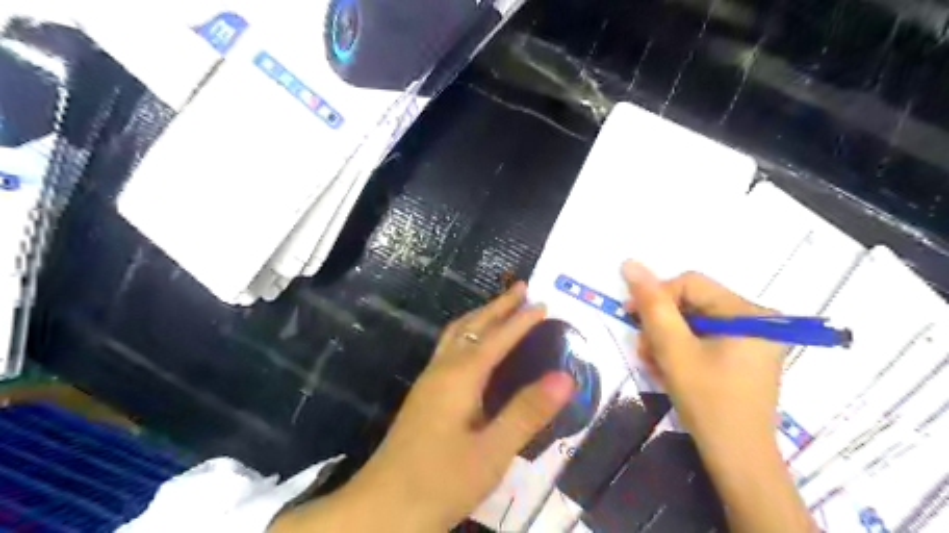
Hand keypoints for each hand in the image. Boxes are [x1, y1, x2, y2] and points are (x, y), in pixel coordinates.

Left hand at [270, 284, 573, 532]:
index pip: (497, 338)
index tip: (543, 302)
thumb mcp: (491, 452)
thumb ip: (527, 412)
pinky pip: (449, 349)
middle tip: (521, 289)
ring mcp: (429, 381)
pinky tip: (473, 348)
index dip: (521, 320)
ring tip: (500, 308)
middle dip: (497, 306)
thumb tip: (565, 377)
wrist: (381, 508)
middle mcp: (442, 370)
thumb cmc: (440, 481)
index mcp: (459, 377)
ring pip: (456, 334)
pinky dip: (468, 334)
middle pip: (472, 326)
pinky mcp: (424, 396)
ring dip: (480, 316)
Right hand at [624, 261, 777, 451]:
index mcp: (747, 312)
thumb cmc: (708, 401)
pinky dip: (681, 349)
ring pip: (693, 321)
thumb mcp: (673, 350)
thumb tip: (630, 263)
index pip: (689, 283)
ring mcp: (752, 337)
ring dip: (666, 339)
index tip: (632, 318)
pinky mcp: (743, 353)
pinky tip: (668, 368)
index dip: (657, 297)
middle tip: (644, 349)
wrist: (737, 459)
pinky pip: (703, 337)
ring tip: (653, 363)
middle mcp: (756, 318)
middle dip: (661, 324)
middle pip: (692, 302)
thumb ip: (652, 305)